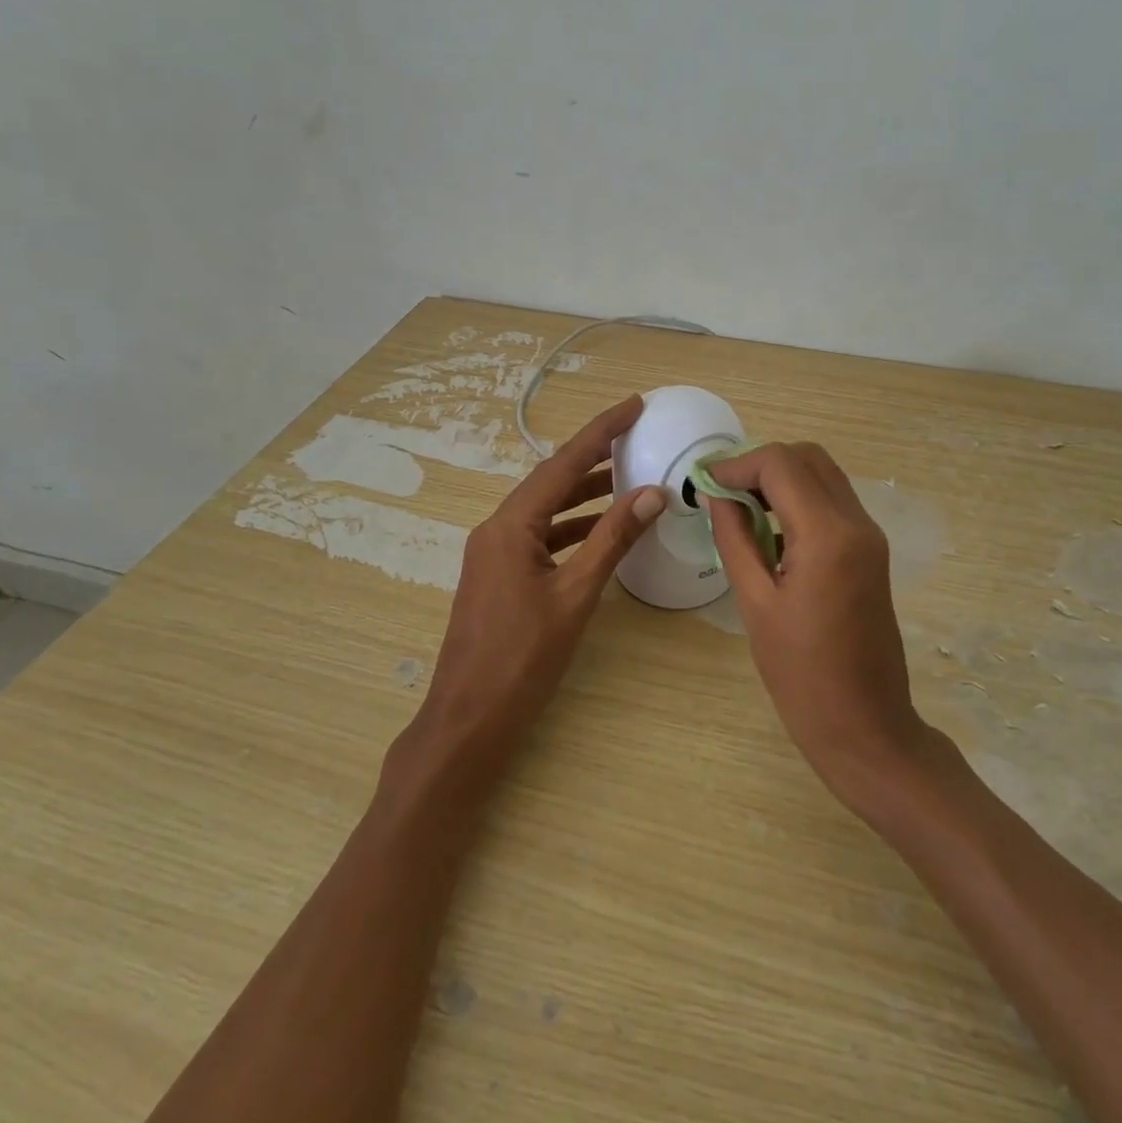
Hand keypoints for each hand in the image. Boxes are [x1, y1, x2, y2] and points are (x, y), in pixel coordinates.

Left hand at [402, 395, 665, 796]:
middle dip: (594, 457)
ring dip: (586, 494)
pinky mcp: (499, 576)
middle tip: (636, 435)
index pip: (563, 464)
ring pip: (546, 510)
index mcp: (510, 525)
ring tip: (629, 478)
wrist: (469, 718)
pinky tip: (601, 531)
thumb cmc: (522, 658)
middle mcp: (497, 529)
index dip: (600, 431)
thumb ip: (612, 540)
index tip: (634, 404)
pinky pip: (540, 536)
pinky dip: (572, 528)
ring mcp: (494, 553)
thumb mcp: (575, 595)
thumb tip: (652, 493)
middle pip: (551, 480)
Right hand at [704, 443, 928, 803]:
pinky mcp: (871, 551)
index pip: (780, 464)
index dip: (736, 465)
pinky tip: (770, 531)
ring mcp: (870, 536)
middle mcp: (857, 522)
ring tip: (739, 510)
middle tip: (722, 494)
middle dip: (760, 465)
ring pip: (823, 475)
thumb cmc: (801, 675)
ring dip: (781, 479)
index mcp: (828, 535)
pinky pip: (833, 503)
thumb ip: (734, 539)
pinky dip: (800, 499)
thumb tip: (715, 495)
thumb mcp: (754, 604)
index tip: (703, 484)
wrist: (865, 726)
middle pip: (807, 457)